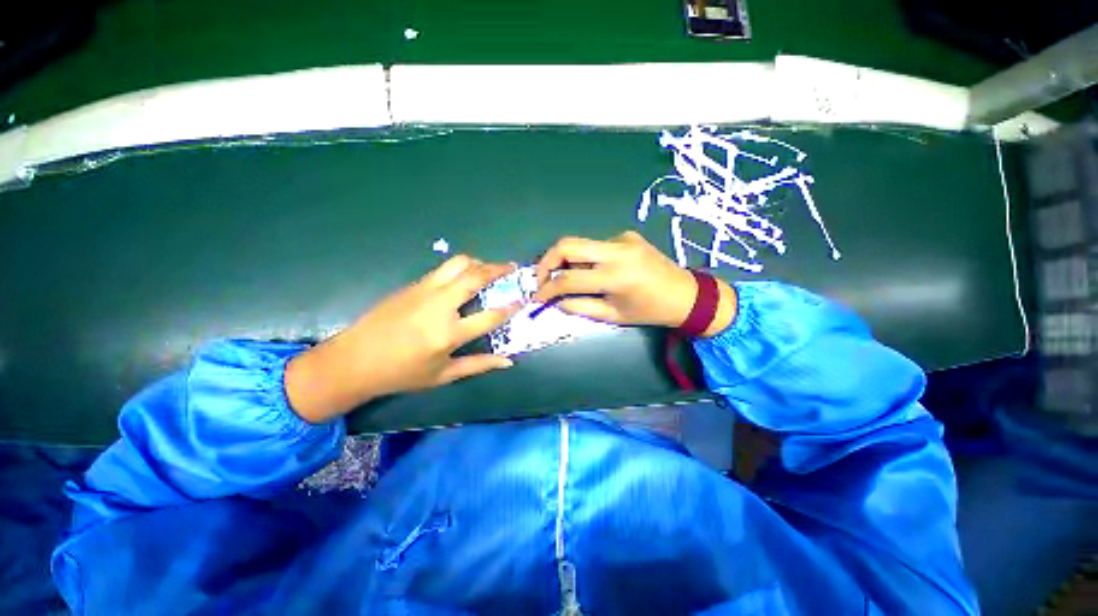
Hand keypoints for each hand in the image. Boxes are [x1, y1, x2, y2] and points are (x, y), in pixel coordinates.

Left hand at [286, 256, 520, 422]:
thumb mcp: (443, 376)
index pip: (490, 316)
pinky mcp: (412, 285)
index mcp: (448, 334)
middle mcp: (438, 306)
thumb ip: (479, 365)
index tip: (522, 300)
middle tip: (511, 267)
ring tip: (489, 268)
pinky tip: (464, 277)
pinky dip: (460, 268)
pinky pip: (443, 270)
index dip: (510, 307)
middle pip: (474, 277)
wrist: (353, 360)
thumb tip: (509, 361)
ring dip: (478, 262)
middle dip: (498, 269)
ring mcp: (423, 291)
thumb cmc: (401, 374)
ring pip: (457, 264)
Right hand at [533, 231, 735, 333]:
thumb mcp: (613, 316)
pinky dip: (587, 259)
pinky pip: (596, 245)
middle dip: (546, 262)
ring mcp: (622, 238)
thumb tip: (555, 302)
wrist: (686, 295)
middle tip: (542, 279)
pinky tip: (596, 272)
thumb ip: (580, 307)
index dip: (547, 289)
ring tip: (566, 279)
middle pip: (567, 245)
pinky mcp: (626, 235)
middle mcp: (616, 250)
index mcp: (615, 276)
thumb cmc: (650, 311)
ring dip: (566, 260)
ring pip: (580, 244)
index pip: (568, 279)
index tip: (537, 297)